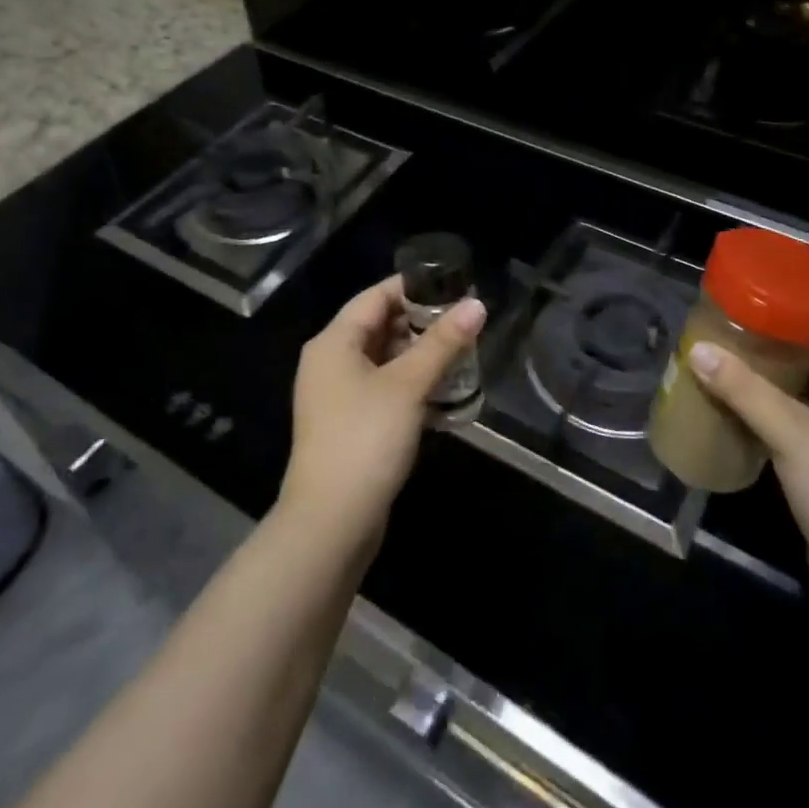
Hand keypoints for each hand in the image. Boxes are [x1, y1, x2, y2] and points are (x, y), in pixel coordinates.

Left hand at [279, 275, 485, 550]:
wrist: (331, 523)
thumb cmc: (365, 440)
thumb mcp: (408, 385)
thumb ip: (443, 342)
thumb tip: (477, 304)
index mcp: (334, 342)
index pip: (376, 296)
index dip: (414, 287)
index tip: (454, 284)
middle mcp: (331, 362)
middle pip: (380, 326)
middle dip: (422, 322)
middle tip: (465, 321)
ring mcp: (338, 396)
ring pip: (384, 359)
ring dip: (420, 355)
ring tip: (463, 352)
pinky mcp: (351, 424)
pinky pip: (384, 389)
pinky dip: (411, 384)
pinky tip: (445, 391)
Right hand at [689, 323, 808, 606]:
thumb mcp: (792, 434)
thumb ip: (744, 390)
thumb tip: (697, 350)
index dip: (804, 315)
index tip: (760, 300)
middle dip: (784, 347)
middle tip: (737, 328)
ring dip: (780, 381)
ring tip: (734, 359)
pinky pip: (807, 426)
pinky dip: (780, 413)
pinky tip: (744, 407)